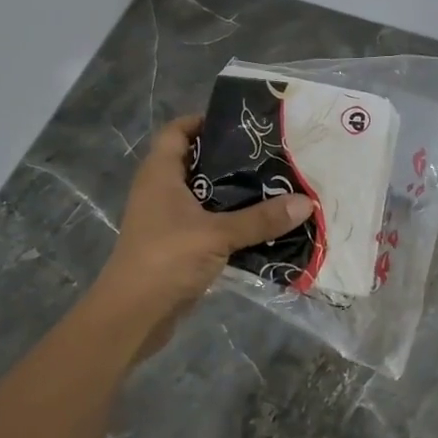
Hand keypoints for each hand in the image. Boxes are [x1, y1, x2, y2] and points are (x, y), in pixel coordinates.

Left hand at [94, 116, 312, 352]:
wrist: (132, 316)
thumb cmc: (166, 259)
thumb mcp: (217, 234)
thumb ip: (261, 218)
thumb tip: (306, 202)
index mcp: (160, 175)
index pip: (177, 132)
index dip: (203, 121)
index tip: (241, 123)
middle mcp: (160, 191)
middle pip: (195, 162)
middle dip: (230, 158)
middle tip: (270, 155)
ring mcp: (166, 220)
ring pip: (203, 195)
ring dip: (233, 192)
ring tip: (274, 186)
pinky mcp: (176, 246)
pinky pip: (207, 223)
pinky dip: (230, 221)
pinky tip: (261, 224)